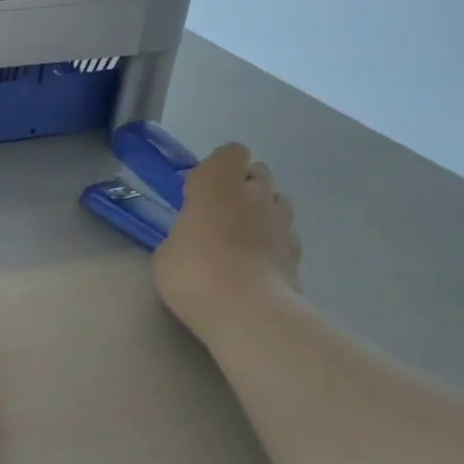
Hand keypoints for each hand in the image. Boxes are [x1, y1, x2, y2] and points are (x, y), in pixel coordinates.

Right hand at [153, 142, 301, 337]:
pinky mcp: (296, 250)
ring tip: (238, 241)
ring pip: (275, 201)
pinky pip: (284, 235)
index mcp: (218, 184)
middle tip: (217, 217)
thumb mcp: (167, 252)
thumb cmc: (193, 273)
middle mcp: (255, 193)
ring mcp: (281, 221)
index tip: (197, 193)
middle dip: (240, 188)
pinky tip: (255, 266)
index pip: (230, 153)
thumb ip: (184, 233)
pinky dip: (271, 243)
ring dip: (259, 213)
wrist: (246, 310)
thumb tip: (195, 237)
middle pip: (256, 173)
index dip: (215, 169)